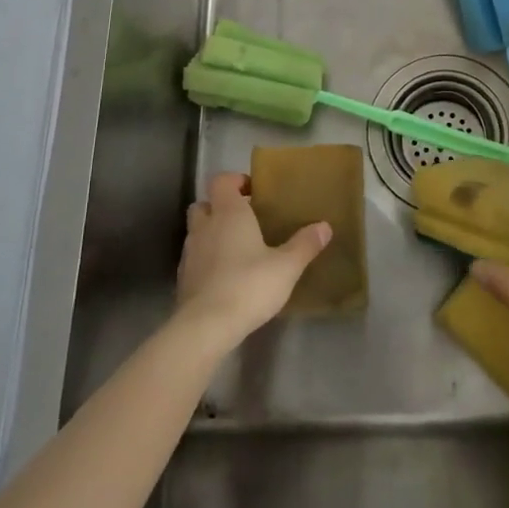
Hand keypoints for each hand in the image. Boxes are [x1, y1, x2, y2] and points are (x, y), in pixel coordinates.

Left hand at [174, 172, 330, 352]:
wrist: (206, 327)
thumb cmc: (248, 285)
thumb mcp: (286, 266)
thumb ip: (305, 244)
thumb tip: (324, 226)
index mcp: (229, 213)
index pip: (221, 181)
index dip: (235, 181)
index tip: (254, 192)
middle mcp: (205, 227)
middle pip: (204, 204)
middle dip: (220, 207)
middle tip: (245, 220)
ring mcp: (190, 253)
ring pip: (197, 232)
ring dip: (212, 234)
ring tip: (238, 249)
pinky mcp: (183, 279)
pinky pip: (195, 258)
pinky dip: (207, 260)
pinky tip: (226, 276)